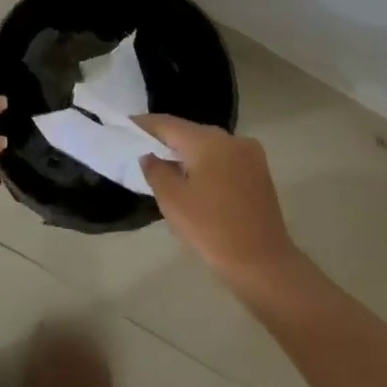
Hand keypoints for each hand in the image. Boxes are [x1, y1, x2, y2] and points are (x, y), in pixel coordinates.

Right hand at [135, 115, 314, 298]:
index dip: (145, 124)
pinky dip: (206, 164)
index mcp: (209, 141)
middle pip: (191, 132)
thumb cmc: (211, 229)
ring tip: (164, 164)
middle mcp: (232, 139)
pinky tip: (193, 179)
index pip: (169, 124)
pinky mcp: (259, 172)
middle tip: (141, 147)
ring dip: (187, 153)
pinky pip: (224, 159)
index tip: (125, 126)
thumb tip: (150, 155)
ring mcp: (250, 155)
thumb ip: (156, 171)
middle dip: (167, 139)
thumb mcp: (172, 200)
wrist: (262, 262)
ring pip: (210, 146)